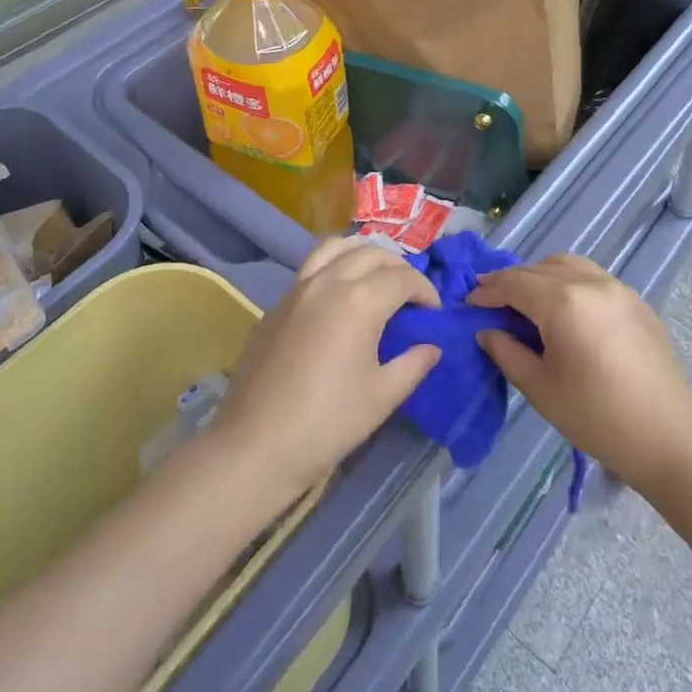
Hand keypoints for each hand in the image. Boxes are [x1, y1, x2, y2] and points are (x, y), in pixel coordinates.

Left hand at [212, 239, 442, 503]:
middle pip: (372, 253)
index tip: (434, 312)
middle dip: (399, 268)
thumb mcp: (382, 397)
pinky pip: (312, 265)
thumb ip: (413, 364)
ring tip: (376, 277)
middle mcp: (328, 282)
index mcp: (359, 301)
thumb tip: (432, 347)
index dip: (426, 290)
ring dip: (364, 253)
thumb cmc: (327, 423)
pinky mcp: (278, 303)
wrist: (256, 443)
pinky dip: (335, 264)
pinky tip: (339, 293)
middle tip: (411, 295)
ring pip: (337, 247)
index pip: (402, 278)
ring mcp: (298, 288)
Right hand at [471, 254, 691, 491]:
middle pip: (538, 269)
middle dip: (511, 281)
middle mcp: (590, 283)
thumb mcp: (540, 389)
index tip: (470, 303)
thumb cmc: (596, 418)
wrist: (667, 439)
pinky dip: (569, 280)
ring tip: (526, 298)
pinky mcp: (636, 301)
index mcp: (563, 303)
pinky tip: (565, 307)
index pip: (514, 284)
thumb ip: (507, 352)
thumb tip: (486, 331)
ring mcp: (618, 288)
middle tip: (491, 299)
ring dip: (540, 274)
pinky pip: (593, 276)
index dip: (488, 291)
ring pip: (568, 264)